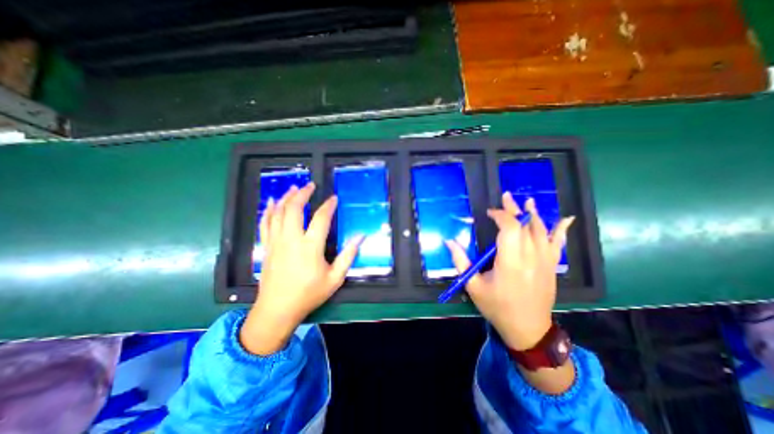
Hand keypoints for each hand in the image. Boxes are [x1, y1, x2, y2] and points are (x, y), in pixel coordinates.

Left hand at [239, 183, 362, 355]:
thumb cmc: (309, 294)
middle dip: (303, 193)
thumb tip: (360, 237)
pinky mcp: (267, 246)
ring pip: (278, 212)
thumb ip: (348, 255)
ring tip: (294, 187)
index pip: (321, 218)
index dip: (328, 205)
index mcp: (310, 246)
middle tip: (310, 185)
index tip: (334, 198)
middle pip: (295, 208)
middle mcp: (291, 239)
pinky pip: (265, 223)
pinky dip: (268, 210)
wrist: (277, 310)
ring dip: (286, 197)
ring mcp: (276, 241)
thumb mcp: (335, 278)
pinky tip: (271, 202)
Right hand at [444, 194, 569, 350]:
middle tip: (506, 196)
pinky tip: (565, 218)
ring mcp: (545, 261)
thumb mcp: (473, 286)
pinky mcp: (552, 266)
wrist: (528, 329)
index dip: (500, 215)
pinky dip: (561, 230)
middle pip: (525, 225)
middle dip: (514, 209)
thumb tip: (448, 241)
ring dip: (533, 214)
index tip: (489, 213)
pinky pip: (558, 244)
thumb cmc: (497, 307)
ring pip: (541, 231)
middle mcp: (530, 257)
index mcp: (510, 262)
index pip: (509, 228)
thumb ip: (461, 261)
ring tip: (527, 201)